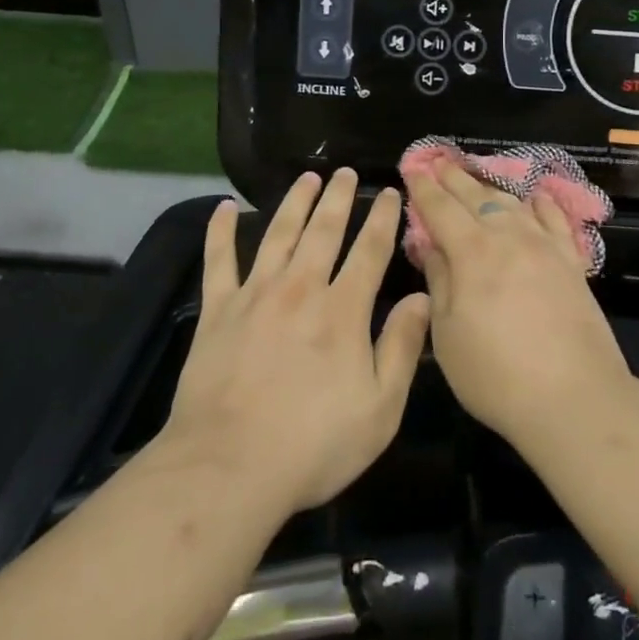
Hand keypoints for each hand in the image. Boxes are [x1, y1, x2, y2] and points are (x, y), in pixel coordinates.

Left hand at [165, 170, 429, 517]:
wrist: (228, 468)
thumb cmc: (313, 445)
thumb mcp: (379, 409)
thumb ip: (402, 347)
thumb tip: (421, 297)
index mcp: (343, 310)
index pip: (369, 250)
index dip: (383, 218)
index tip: (391, 193)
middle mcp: (300, 288)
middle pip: (323, 230)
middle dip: (339, 198)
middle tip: (346, 172)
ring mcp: (255, 295)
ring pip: (278, 233)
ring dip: (295, 202)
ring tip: (307, 178)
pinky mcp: (218, 311)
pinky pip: (218, 260)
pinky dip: (220, 231)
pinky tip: (225, 207)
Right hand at [402, 159, 632, 444]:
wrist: (575, 398)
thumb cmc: (496, 374)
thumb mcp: (447, 334)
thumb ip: (439, 282)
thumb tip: (432, 247)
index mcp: (472, 252)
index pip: (440, 208)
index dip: (423, 188)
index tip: (412, 169)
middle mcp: (508, 236)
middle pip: (476, 196)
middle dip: (453, 178)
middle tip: (438, 162)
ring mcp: (544, 246)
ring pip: (512, 203)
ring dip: (489, 187)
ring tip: (476, 178)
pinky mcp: (572, 262)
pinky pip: (555, 220)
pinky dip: (540, 204)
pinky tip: (534, 197)